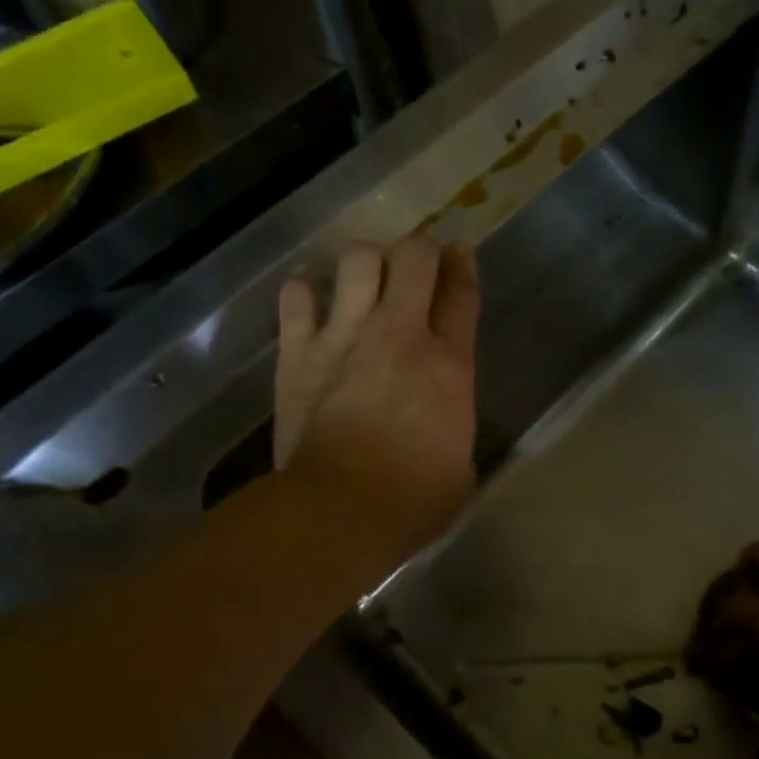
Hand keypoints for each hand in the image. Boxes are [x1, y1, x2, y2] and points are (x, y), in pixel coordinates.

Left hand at [275, 237, 479, 574]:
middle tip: (416, 263)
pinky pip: (295, 298)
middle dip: (419, 250)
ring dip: (365, 262)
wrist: (342, 509)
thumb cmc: (414, 499)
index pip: (462, 293)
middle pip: (414, 258)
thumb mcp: (461, 461)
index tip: (459, 252)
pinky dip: (302, 292)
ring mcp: (346, 335)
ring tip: (364, 278)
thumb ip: (453, 422)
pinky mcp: (298, 351)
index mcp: (449, 363)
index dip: (463, 265)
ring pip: (357, 260)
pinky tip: (307, 297)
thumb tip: (443, 419)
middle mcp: (400, 333)